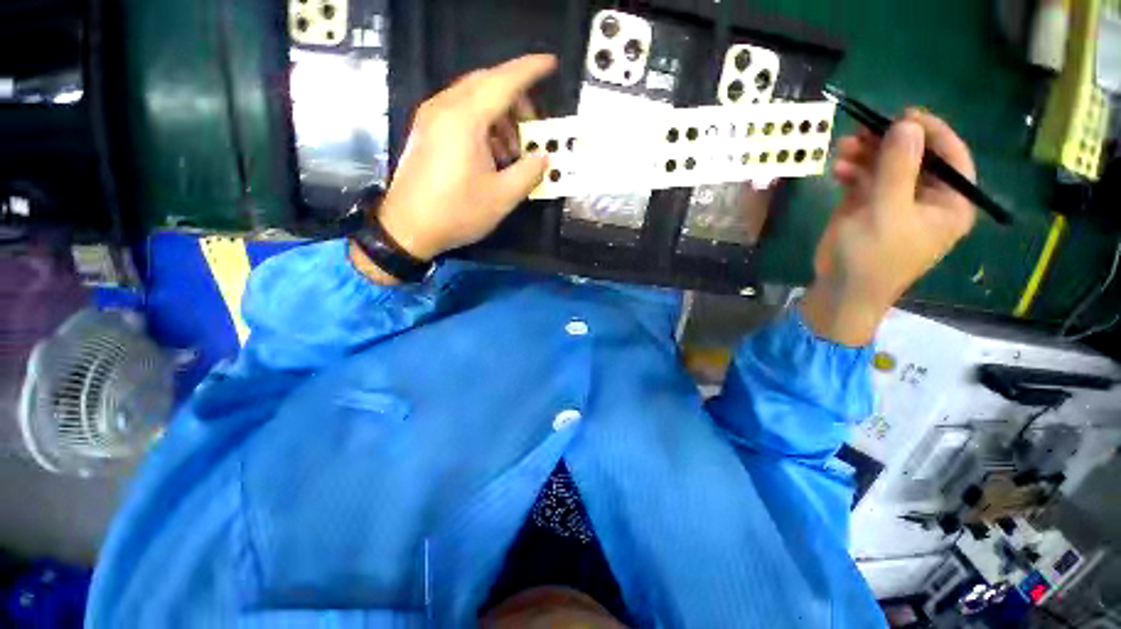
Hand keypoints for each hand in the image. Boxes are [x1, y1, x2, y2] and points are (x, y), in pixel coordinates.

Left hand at [367, 54, 555, 272]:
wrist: (403, 229)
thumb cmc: (452, 213)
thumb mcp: (501, 198)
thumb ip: (530, 170)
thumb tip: (543, 157)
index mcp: (465, 119)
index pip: (504, 81)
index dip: (531, 69)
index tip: (552, 62)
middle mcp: (445, 107)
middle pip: (488, 80)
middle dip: (517, 91)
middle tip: (534, 120)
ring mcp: (431, 114)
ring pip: (473, 90)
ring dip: (499, 105)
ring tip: (513, 141)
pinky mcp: (425, 125)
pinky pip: (459, 103)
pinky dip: (481, 113)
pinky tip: (491, 144)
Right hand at [801, 109, 976, 344]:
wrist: (841, 291)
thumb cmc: (874, 258)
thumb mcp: (889, 208)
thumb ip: (901, 162)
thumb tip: (909, 122)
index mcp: (949, 206)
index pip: (957, 157)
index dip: (935, 132)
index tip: (906, 118)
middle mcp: (931, 196)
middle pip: (922, 148)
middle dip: (892, 137)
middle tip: (867, 130)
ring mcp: (904, 193)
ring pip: (893, 151)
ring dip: (867, 146)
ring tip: (846, 150)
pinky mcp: (879, 193)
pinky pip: (872, 163)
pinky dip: (855, 162)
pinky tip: (839, 171)